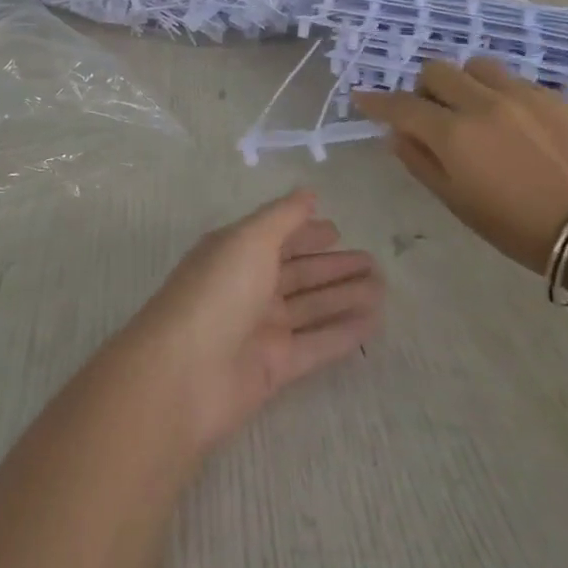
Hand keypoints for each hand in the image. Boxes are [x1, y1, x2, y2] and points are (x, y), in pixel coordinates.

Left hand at [124, 191, 383, 452]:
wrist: (185, 374)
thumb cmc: (217, 292)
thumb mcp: (249, 239)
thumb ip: (283, 216)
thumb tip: (308, 193)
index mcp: (234, 254)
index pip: (276, 239)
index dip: (305, 233)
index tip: (338, 230)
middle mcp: (247, 288)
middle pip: (298, 274)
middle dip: (333, 266)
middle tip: (376, 262)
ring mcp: (260, 329)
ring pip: (311, 308)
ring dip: (345, 296)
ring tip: (383, 287)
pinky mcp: (274, 367)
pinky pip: (317, 344)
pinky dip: (343, 332)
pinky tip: (374, 321)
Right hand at [353, 58, 567, 273]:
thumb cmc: (516, 226)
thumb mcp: (456, 202)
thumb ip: (419, 162)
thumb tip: (395, 135)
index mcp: (453, 134)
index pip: (401, 105)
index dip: (377, 101)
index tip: (362, 98)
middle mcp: (483, 103)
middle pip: (437, 70)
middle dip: (425, 89)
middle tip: (434, 115)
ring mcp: (523, 94)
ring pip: (477, 66)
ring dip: (465, 83)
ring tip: (477, 111)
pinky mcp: (555, 96)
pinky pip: (515, 81)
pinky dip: (502, 95)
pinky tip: (517, 125)